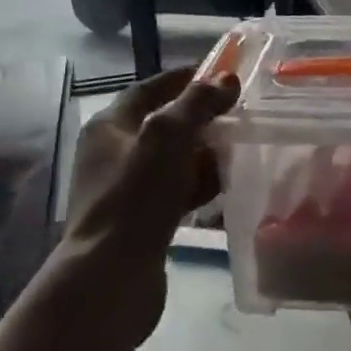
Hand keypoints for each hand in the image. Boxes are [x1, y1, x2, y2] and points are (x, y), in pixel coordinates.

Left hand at [62, 68, 237, 333]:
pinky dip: (199, 183)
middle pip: (164, 123)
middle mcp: (113, 153)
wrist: (110, 278)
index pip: (150, 88)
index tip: (222, 72)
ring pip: (174, 159)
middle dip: (202, 117)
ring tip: (240, 147)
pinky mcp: (141, 220)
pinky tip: (225, 185)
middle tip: (240, 112)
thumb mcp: (167, 138)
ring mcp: (126, 189)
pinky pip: (176, 191)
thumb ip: (197, 103)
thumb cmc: (135, 198)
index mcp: (109, 127)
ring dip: (205, 152)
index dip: (185, 77)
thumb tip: (226, 79)